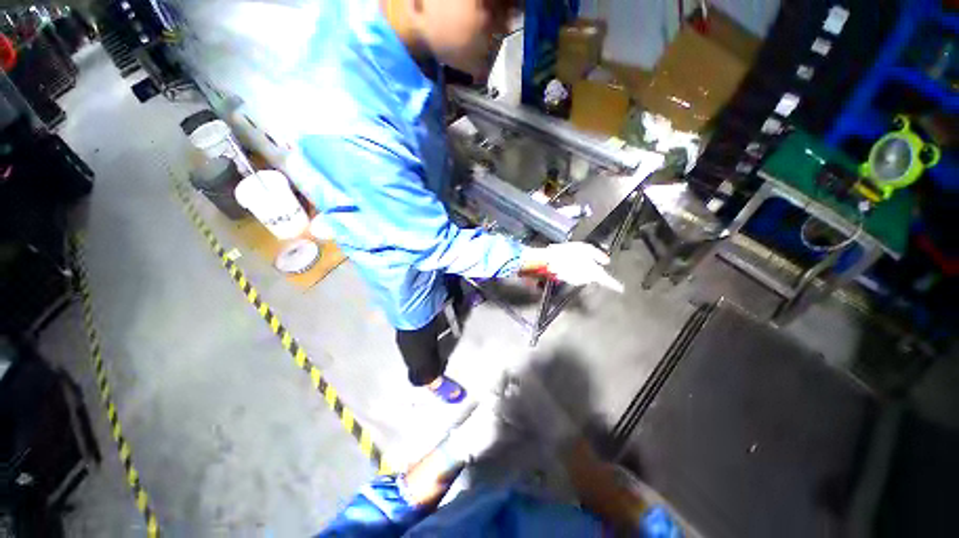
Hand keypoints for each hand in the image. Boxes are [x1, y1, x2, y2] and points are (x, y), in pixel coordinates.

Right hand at [521, 242, 624, 292]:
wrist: (548, 260)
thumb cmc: (567, 252)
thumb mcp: (586, 248)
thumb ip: (598, 255)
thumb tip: (606, 261)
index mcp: (592, 271)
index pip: (606, 280)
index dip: (614, 285)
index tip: (621, 289)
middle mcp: (586, 279)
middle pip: (595, 277)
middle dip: (594, 270)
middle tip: (587, 260)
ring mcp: (576, 281)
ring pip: (585, 276)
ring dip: (584, 270)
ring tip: (576, 259)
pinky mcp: (569, 280)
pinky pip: (577, 276)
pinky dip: (576, 271)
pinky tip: (570, 263)